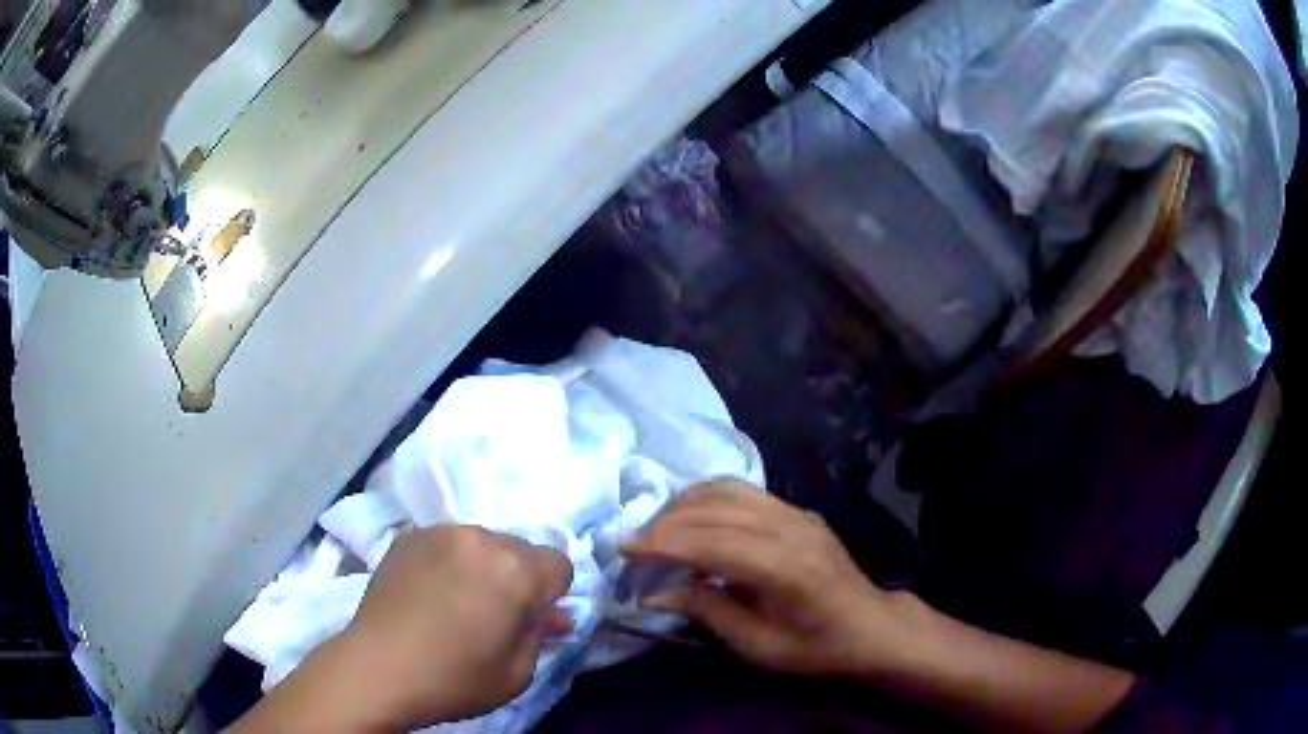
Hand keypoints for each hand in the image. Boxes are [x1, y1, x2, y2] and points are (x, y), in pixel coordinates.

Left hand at [232, 525, 572, 732]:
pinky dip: (449, 562)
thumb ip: (541, 634)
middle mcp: (481, 538)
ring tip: (457, 602)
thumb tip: (556, 616)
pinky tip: (429, 593)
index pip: (559, 563)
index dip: (552, 594)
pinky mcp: (408, 536)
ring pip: (482, 543)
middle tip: (494, 615)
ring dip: (482, 567)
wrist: (377, 667)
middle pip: (520, 549)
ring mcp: (439, 532)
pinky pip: (446, 543)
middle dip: (518, 577)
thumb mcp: (516, 672)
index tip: (531, 619)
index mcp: (516, 570)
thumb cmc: (455, 679)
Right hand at [622, 481, 910, 677]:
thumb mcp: (758, 645)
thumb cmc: (814, 647)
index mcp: (785, 569)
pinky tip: (689, 517)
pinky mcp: (797, 509)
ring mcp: (796, 512)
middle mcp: (790, 529)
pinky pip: (743, 491)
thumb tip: (653, 593)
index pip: (712, 542)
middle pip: (715, 509)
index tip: (625, 550)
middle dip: (665, 522)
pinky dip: (706, 497)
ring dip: (683, 504)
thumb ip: (706, 612)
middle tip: (633, 545)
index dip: (664, 542)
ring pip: (727, 489)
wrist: (869, 626)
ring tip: (655, 528)